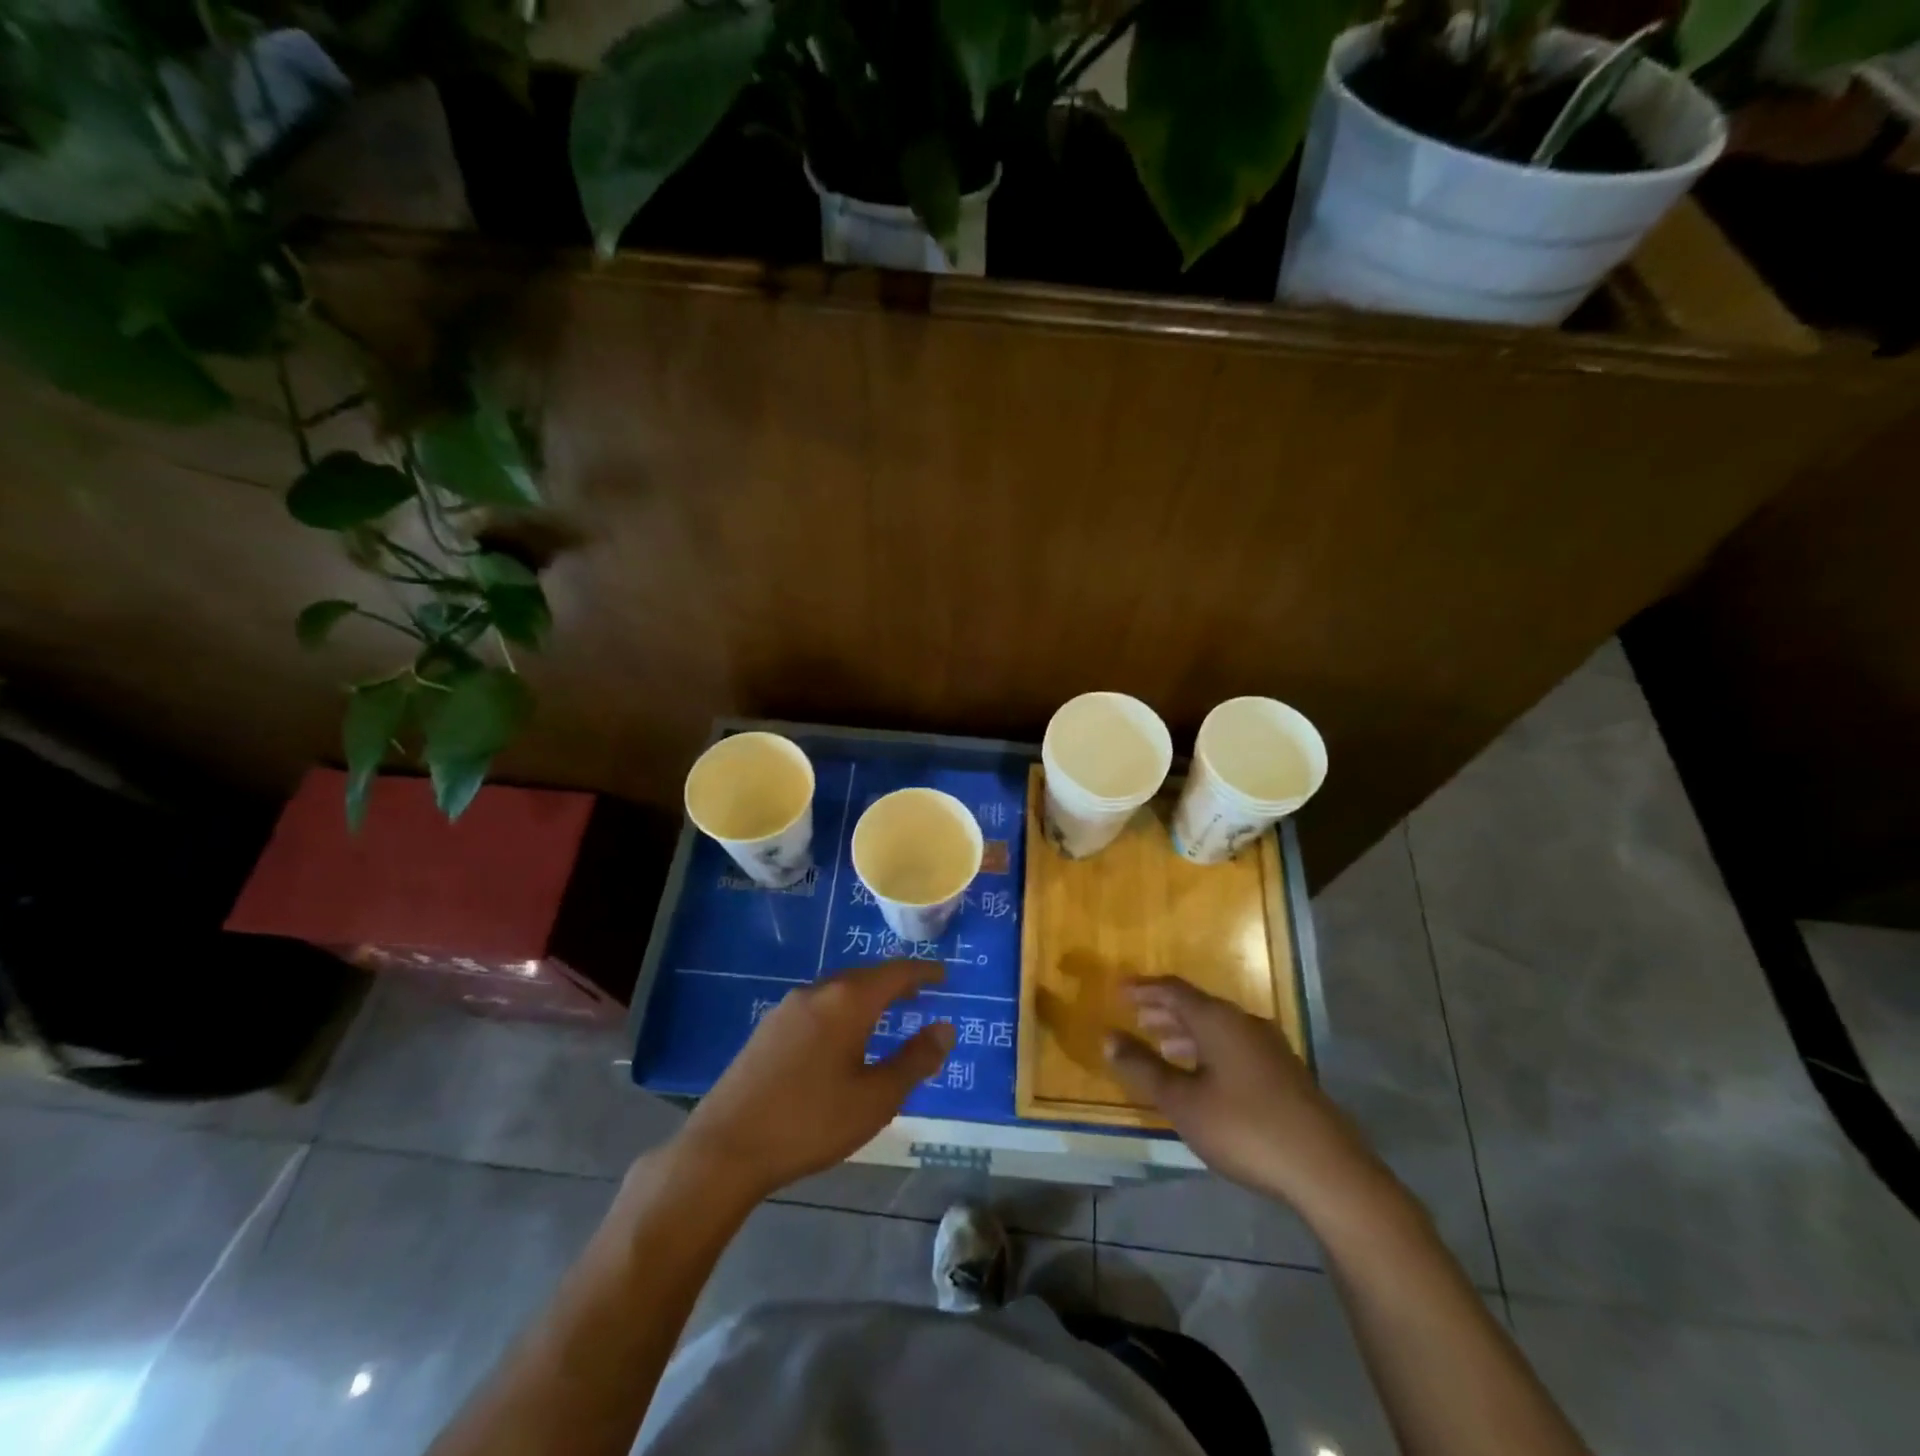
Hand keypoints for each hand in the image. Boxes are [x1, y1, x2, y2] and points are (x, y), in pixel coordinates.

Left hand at [676, 961, 954, 1202]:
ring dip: (864, 998)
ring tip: (882, 1016)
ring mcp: (786, 1009)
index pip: (895, 973)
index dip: (922, 973)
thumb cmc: (810, 1122)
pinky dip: (840, 1012)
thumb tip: (945, 1029)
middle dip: (893, 984)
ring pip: (837, 991)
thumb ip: (914, 1061)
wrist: (725, 1148)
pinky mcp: (766, 1030)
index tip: (944, 975)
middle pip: (864, 977)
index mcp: (847, 1001)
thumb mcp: (875, 1099)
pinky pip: (816, 1008)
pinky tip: (839, 1039)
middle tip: (918, 995)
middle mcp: (817, 992)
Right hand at [1105, 977, 1384, 1216]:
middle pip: (1197, 1006)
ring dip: (1187, 1032)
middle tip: (1137, 1017)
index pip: (1173, 990)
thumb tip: (1108, 1037)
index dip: (1143, 988)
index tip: (1119, 989)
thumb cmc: (1245, 1128)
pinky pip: (1235, 1045)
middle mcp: (1245, 1023)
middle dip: (1164, 1010)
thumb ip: (1143, 1068)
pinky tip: (1204, 1074)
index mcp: (1218, 1020)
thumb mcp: (1183, 1102)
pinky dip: (1209, 1049)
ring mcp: (1271, 1047)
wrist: (1327, 1171)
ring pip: (1218, 1028)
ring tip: (1163, 1044)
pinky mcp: (1285, 1073)